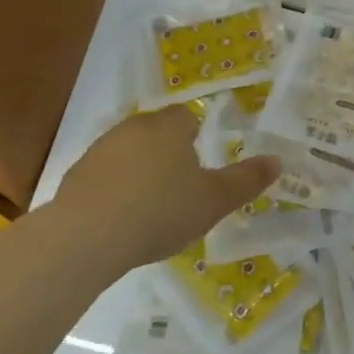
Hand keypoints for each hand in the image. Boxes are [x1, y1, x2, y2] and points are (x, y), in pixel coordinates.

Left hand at [53, 106, 279, 272]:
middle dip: (168, 152)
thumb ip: (246, 180)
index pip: (186, 116)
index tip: (201, 162)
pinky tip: (122, 219)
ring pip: (128, 152)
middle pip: (156, 132)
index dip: (196, 135)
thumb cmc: (161, 211)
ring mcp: (99, 151)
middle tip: (182, 186)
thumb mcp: (214, 201)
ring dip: (140, 171)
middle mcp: (132, 128)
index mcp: (168, 128)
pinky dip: (115, 190)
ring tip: (152, 207)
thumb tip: (277, 161)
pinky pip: (104, 176)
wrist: (87, 237)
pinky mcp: (75, 176)